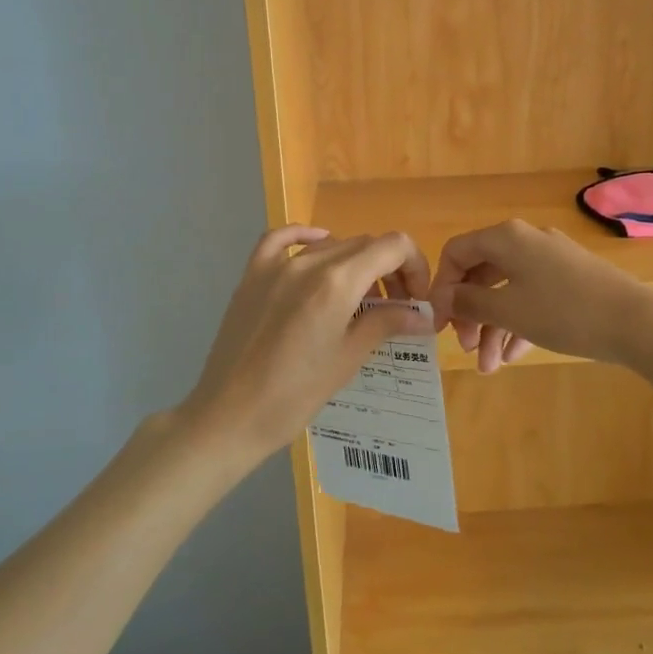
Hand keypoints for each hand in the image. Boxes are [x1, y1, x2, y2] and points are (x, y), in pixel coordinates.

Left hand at [176, 226, 431, 461]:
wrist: (229, 416)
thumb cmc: (295, 395)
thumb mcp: (348, 359)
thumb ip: (386, 324)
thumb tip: (424, 315)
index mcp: (337, 282)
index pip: (392, 247)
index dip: (414, 266)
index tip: (415, 299)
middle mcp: (309, 263)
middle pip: (364, 244)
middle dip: (389, 269)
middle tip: (395, 307)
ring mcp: (276, 266)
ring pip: (331, 245)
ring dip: (355, 264)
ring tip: (360, 300)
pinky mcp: (252, 276)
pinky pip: (281, 239)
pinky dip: (306, 237)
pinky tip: (318, 248)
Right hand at [429, 220, 650, 372]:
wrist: (636, 322)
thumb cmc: (563, 312)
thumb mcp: (509, 310)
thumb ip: (470, 303)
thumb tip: (444, 298)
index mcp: (506, 238)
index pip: (457, 252)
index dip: (442, 287)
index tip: (440, 323)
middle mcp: (526, 241)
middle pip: (482, 274)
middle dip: (470, 314)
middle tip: (466, 348)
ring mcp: (551, 260)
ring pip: (508, 290)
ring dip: (494, 327)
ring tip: (490, 366)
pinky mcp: (571, 279)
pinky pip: (533, 296)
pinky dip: (519, 323)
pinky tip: (515, 355)